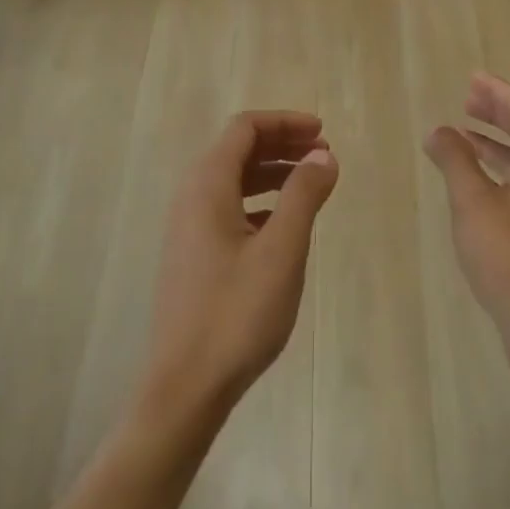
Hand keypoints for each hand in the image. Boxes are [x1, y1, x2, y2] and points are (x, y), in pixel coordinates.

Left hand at [142, 111, 338, 417]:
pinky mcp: (192, 255)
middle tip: (323, 155)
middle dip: (281, 144)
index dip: (285, 123)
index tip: (322, 132)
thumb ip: (303, 195)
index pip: (244, 128)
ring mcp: (188, 228)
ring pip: (233, 180)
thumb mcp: (282, 250)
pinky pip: (228, 208)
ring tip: (311, 184)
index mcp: (207, 186)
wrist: (186, 386)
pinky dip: (259, 201)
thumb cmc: (237, 313)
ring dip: (272, 173)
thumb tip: (323, 156)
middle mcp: (191, 197)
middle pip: (237, 150)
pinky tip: (283, 224)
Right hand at [425, 74, 509, 347]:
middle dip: (497, 111)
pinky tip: (479, 178)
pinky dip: (501, 166)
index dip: (496, 90)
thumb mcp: (472, 202)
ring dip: (497, 140)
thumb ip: (454, 159)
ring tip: (465, 133)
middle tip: (467, 98)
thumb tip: (439, 130)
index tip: (472, 78)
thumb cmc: (509, 256)